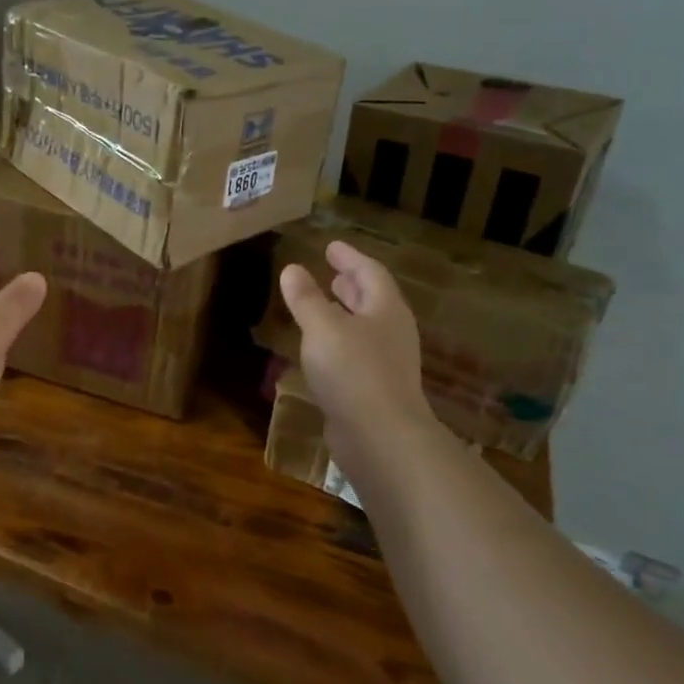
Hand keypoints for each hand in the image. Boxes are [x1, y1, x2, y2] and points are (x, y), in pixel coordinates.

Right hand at [279, 241, 435, 460]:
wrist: (380, 437)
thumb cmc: (353, 372)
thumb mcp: (322, 328)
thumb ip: (306, 299)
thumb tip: (292, 269)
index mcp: (386, 310)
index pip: (369, 272)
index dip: (350, 257)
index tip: (331, 246)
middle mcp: (391, 332)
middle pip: (373, 299)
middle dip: (352, 284)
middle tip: (333, 272)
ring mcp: (386, 362)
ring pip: (364, 326)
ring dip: (345, 312)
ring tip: (325, 304)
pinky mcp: (375, 388)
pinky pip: (356, 352)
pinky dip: (339, 339)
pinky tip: (321, 347)